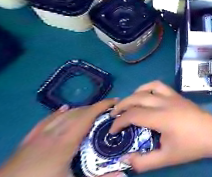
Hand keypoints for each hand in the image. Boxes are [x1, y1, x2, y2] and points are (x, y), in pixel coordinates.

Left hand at [0, 99, 120, 176]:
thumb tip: (124, 173)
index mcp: (66, 142)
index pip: (88, 115)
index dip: (103, 105)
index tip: (117, 102)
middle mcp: (53, 134)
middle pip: (78, 113)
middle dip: (96, 107)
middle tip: (111, 110)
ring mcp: (38, 137)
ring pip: (64, 115)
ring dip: (81, 110)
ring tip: (94, 111)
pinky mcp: (27, 142)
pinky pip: (45, 121)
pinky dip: (58, 113)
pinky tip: (64, 109)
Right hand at [108, 81, 211, 172]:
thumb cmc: (191, 146)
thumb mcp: (166, 158)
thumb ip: (143, 162)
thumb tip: (125, 158)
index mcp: (161, 118)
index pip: (133, 115)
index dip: (119, 122)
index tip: (112, 131)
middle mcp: (166, 103)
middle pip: (138, 97)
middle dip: (122, 105)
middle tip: (114, 115)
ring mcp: (174, 97)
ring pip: (151, 86)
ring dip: (137, 92)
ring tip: (130, 102)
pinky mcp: (180, 96)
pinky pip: (162, 86)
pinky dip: (150, 88)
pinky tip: (149, 97)